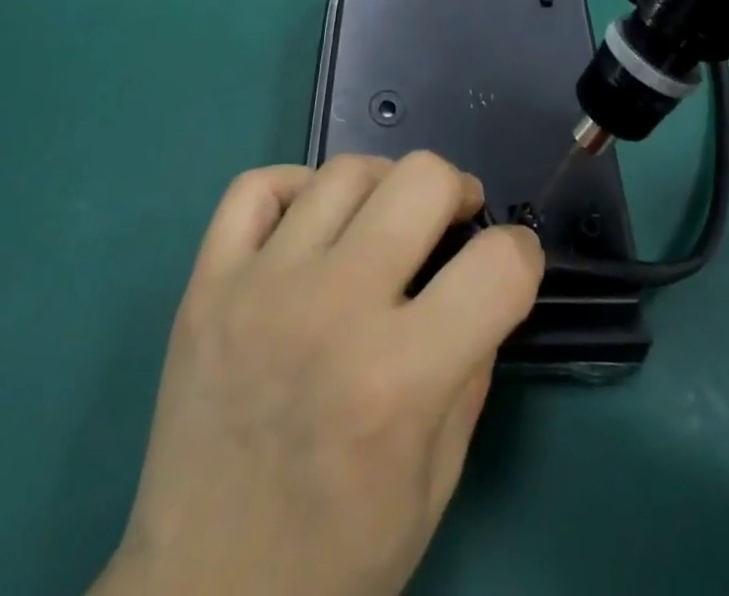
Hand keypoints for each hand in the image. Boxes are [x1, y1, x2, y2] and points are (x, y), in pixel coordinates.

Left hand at [97, 153, 543, 595]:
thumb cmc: (334, 558)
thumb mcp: (435, 483)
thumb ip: (471, 372)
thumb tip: (483, 285)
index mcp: (399, 378)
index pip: (499, 264)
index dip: (522, 255)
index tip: (509, 266)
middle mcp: (332, 311)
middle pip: (422, 179)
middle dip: (456, 192)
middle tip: (451, 220)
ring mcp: (260, 288)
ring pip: (344, 172)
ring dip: (383, 186)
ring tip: (384, 218)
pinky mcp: (207, 285)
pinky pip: (256, 187)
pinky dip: (294, 186)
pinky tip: (311, 223)